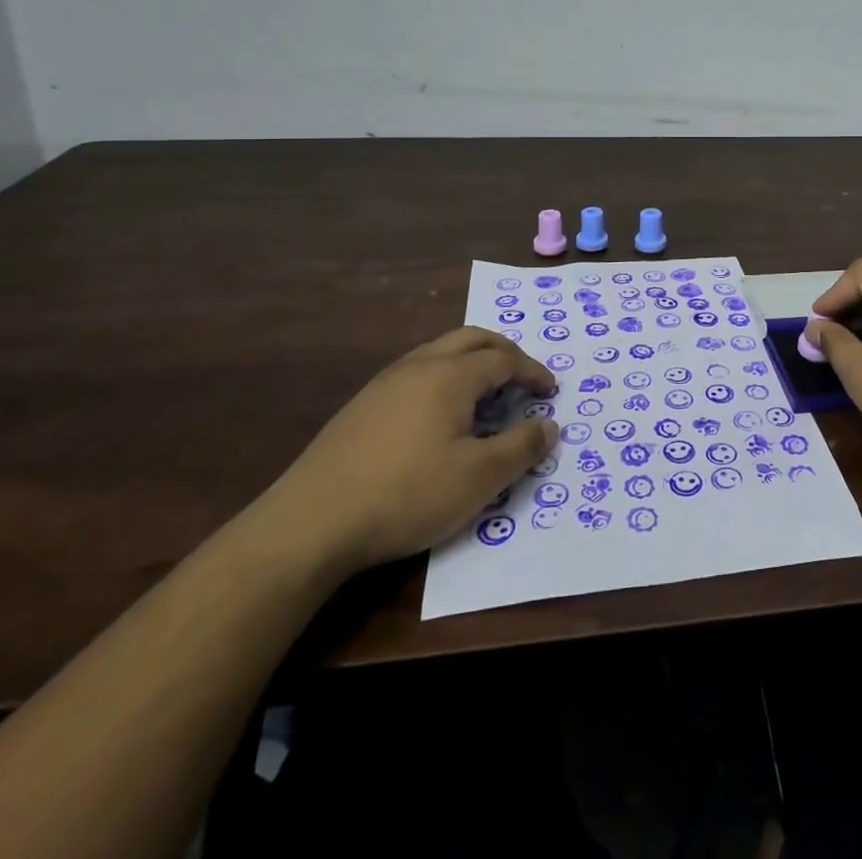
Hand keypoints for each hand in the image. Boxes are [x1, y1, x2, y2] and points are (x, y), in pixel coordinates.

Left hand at [262, 327, 558, 575]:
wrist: (311, 522)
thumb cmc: (407, 495)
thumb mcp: (478, 478)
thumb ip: (521, 447)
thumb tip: (549, 424)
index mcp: (451, 375)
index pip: (504, 359)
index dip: (532, 372)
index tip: (551, 391)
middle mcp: (420, 365)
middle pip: (472, 339)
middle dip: (504, 351)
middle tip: (524, 375)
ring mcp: (385, 382)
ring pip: (440, 351)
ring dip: (472, 361)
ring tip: (486, 391)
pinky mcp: (362, 404)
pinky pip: (417, 371)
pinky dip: (445, 376)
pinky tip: (440, 413)